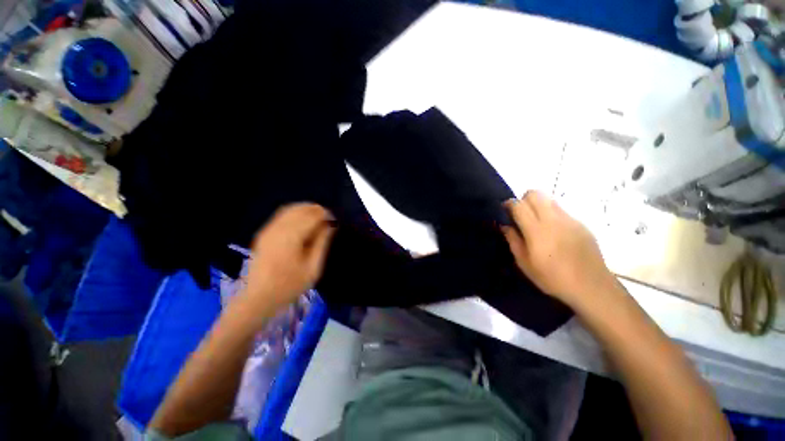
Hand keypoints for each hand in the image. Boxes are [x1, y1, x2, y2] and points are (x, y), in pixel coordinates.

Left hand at [240, 203, 335, 315]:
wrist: (258, 298)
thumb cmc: (289, 285)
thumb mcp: (312, 268)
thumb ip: (321, 243)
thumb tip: (330, 226)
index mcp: (291, 237)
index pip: (311, 216)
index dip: (325, 215)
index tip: (334, 221)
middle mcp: (278, 229)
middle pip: (300, 209)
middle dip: (316, 210)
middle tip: (328, 218)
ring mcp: (268, 230)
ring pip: (290, 209)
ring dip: (305, 209)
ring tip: (318, 217)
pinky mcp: (264, 233)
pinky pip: (281, 215)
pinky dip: (295, 213)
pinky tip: (302, 221)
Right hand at [501, 191, 619, 310]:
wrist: (591, 287)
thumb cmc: (552, 278)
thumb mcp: (525, 263)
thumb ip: (513, 240)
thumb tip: (505, 226)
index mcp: (537, 231)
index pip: (519, 205)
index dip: (509, 204)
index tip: (504, 210)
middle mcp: (553, 219)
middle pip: (535, 194)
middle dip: (523, 199)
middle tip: (520, 215)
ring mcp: (570, 220)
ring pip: (549, 199)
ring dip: (537, 205)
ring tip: (535, 222)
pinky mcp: (581, 224)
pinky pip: (561, 210)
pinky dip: (551, 214)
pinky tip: (553, 232)